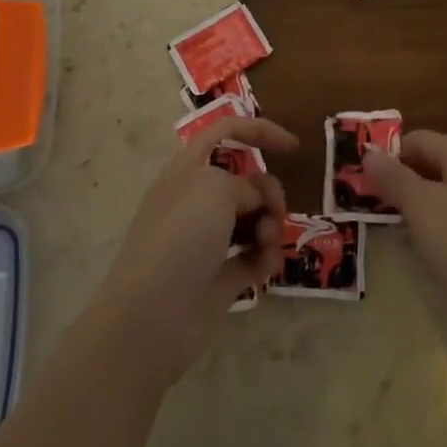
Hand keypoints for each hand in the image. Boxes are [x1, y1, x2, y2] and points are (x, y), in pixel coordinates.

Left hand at [88, 114, 297, 384]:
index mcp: (189, 167)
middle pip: (247, 180)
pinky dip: (266, 258)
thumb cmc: (182, 236)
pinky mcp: (221, 276)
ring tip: (267, 243)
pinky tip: (266, 267)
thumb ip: (247, 185)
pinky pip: (254, 256)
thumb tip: (255, 202)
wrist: (153, 315)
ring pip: (254, 218)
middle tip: (276, 210)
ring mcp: (208, 239)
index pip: (226, 132)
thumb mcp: (217, 189)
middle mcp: (197, 199)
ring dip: (270, 225)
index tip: (294, 148)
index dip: (260, 131)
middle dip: (269, 191)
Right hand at [363, 130, 446, 359]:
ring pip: (439, 197)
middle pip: (429, 166)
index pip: (418, 139)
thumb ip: (393, 176)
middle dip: (397, 181)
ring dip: (411, 208)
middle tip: (366, 203)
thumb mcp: (421, 206)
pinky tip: (416, 251)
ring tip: (384, 227)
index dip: (389, 154)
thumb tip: (368, 150)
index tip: (361, 178)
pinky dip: (430, 230)